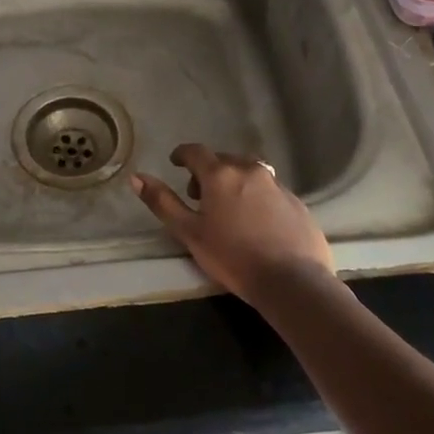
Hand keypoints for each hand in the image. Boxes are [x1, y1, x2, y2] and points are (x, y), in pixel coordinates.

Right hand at [131, 144, 333, 304]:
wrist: (293, 281)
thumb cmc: (233, 257)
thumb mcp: (189, 232)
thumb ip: (162, 202)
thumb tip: (136, 178)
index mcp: (220, 174)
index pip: (196, 152)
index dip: (182, 155)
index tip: (175, 163)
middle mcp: (250, 170)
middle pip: (223, 160)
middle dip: (208, 172)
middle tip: (200, 197)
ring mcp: (277, 185)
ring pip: (249, 173)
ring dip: (235, 182)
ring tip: (229, 209)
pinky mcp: (297, 202)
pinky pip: (270, 190)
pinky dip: (258, 197)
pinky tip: (257, 223)